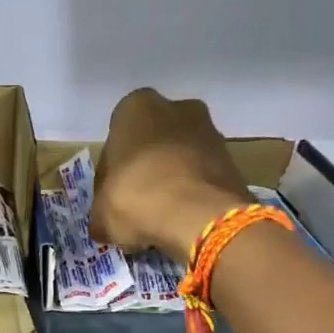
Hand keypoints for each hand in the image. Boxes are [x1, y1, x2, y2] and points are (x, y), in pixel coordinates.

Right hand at [92, 87, 251, 262]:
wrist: (200, 215)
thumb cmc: (137, 198)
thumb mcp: (101, 213)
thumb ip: (101, 213)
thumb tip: (104, 225)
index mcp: (135, 107)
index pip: (114, 141)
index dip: (110, 175)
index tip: (110, 199)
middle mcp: (176, 107)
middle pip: (151, 143)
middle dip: (145, 169)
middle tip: (135, 204)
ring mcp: (210, 130)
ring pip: (179, 157)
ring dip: (170, 180)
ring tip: (160, 216)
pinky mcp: (232, 158)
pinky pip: (202, 174)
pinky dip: (192, 192)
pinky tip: (182, 218)